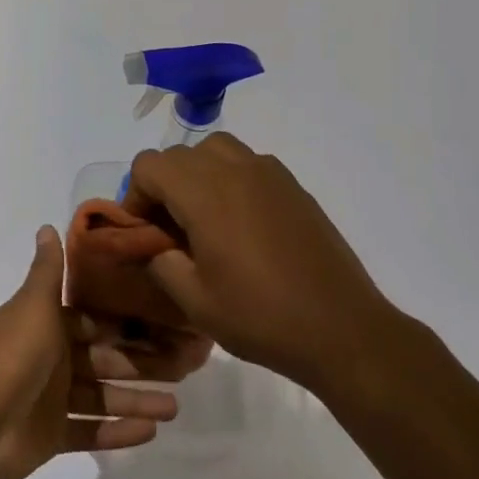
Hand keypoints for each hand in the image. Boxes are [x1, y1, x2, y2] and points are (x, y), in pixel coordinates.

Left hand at [0, 226, 210, 478]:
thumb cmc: (12, 355)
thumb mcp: (34, 305)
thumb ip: (47, 269)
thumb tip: (48, 226)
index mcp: (50, 325)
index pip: (97, 322)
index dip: (129, 323)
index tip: (167, 324)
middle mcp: (54, 358)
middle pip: (106, 360)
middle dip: (143, 364)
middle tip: (185, 368)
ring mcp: (53, 400)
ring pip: (104, 397)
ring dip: (137, 400)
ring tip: (175, 407)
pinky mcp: (53, 436)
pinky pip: (92, 432)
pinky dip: (118, 432)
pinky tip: (150, 432)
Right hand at [125, 133, 405, 395]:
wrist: (342, 329)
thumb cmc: (261, 316)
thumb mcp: (194, 301)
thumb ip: (159, 262)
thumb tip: (148, 244)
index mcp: (204, 193)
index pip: (149, 165)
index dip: (136, 195)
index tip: (145, 232)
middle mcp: (234, 169)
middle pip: (179, 155)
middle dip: (164, 186)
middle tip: (171, 232)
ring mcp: (268, 172)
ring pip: (215, 149)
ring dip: (198, 174)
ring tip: (205, 218)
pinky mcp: (292, 185)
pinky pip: (247, 163)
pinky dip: (230, 179)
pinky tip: (242, 223)